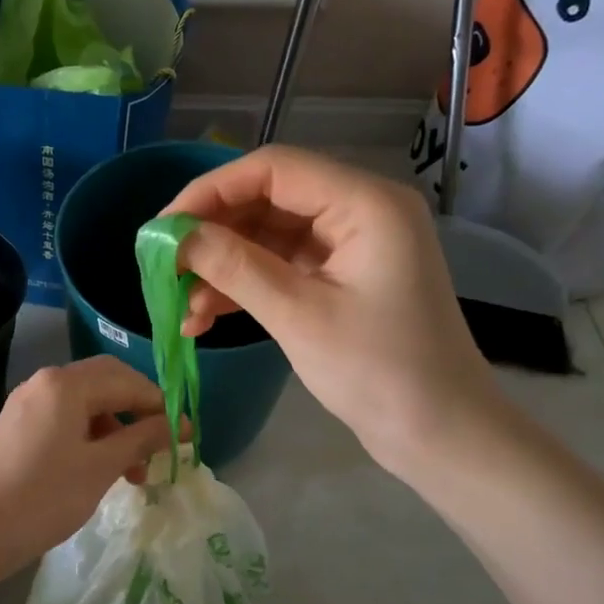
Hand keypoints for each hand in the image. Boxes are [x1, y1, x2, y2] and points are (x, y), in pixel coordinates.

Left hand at [0, 356, 172, 563]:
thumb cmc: (44, 496)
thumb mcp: (101, 467)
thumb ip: (141, 438)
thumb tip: (176, 424)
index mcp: (66, 383)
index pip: (126, 380)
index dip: (160, 405)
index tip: (185, 434)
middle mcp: (45, 382)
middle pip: (105, 384)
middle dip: (137, 413)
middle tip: (161, 446)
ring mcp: (27, 404)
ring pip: (85, 405)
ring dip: (115, 430)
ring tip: (134, 472)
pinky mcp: (17, 427)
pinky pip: (65, 420)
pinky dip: (90, 438)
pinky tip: (101, 469)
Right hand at [163, 145, 504, 476]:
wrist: (441, 435)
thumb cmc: (380, 372)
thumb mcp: (299, 316)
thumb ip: (234, 267)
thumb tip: (174, 236)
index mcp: (365, 203)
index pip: (272, 169)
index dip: (210, 191)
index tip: (162, 228)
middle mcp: (360, 211)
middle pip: (268, 199)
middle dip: (213, 234)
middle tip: (165, 268)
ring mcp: (351, 246)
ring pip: (269, 236)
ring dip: (223, 267)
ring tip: (181, 308)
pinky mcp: (342, 278)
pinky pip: (282, 266)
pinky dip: (245, 287)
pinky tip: (206, 317)